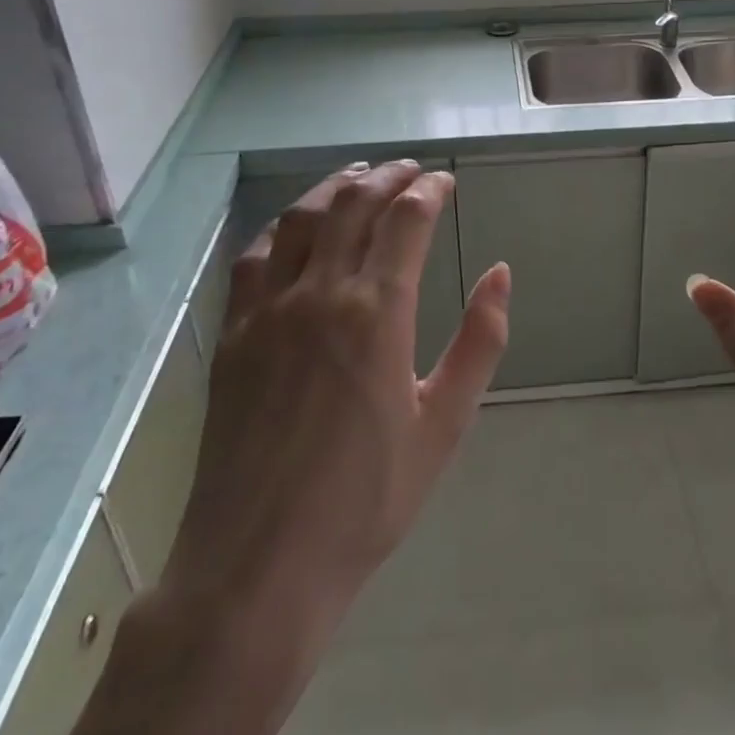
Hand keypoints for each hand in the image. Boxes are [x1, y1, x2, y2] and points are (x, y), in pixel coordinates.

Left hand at [165, 161, 511, 623]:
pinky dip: (282, 226)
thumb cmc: (366, 499)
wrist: (260, 564)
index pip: (407, 219)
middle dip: (388, 176)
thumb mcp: (444, 424)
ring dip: (335, 187)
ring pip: (301, 218)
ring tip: (359, 176)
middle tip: (411, 170)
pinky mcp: (234, 333)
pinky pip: (254, 257)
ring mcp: (268, 310)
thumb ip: (479, 341)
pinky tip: (295, 226)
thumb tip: (500, 272)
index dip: (430, 190)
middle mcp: (320, 294)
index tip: (446, 182)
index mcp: (377, 312)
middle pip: (355, 204)